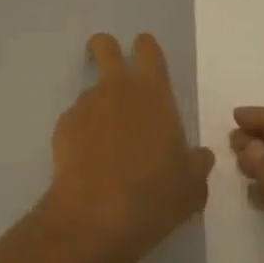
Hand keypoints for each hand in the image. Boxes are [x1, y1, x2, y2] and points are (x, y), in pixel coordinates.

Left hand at [41, 34, 215, 262]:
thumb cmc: (153, 196)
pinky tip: (89, 167)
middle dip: (105, 51)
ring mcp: (85, 104)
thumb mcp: (191, 186)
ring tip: (107, 151)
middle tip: (114, 77)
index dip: (146, 51)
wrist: (95, 218)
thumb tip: (200, 156)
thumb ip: (197, 164)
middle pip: (104, 44)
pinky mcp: (62, 126)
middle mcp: (116, 86)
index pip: (147, 47)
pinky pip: (75, 122)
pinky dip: (81, 136)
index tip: (148, 66)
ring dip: (99, 109)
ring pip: (91, 91)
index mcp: (152, 91)